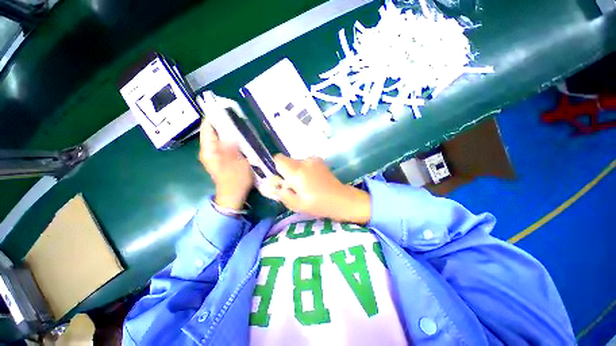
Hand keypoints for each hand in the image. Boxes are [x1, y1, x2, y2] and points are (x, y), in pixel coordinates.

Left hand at [199, 121, 253, 210]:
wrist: (233, 196)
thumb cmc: (235, 181)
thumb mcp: (236, 163)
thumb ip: (232, 147)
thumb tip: (229, 132)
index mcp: (209, 150)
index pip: (208, 127)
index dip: (215, 116)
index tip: (226, 109)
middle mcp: (208, 150)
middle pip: (214, 131)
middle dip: (224, 123)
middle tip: (238, 117)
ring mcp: (215, 154)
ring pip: (220, 137)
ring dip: (229, 131)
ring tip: (241, 125)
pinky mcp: (222, 158)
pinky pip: (225, 144)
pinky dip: (232, 139)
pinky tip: (241, 138)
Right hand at [271, 154, 370, 224]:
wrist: (341, 199)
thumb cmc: (318, 204)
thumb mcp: (297, 205)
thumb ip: (282, 194)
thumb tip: (274, 186)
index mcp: (297, 171)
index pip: (278, 159)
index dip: (276, 168)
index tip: (281, 179)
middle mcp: (304, 161)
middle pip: (288, 161)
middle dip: (287, 172)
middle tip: (294, 186)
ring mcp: (314, 160)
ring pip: (297, 162)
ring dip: (297, 171)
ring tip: (305, 185)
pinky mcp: (320, 161)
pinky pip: (306, 163)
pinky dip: (305, 170)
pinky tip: (313, 181)